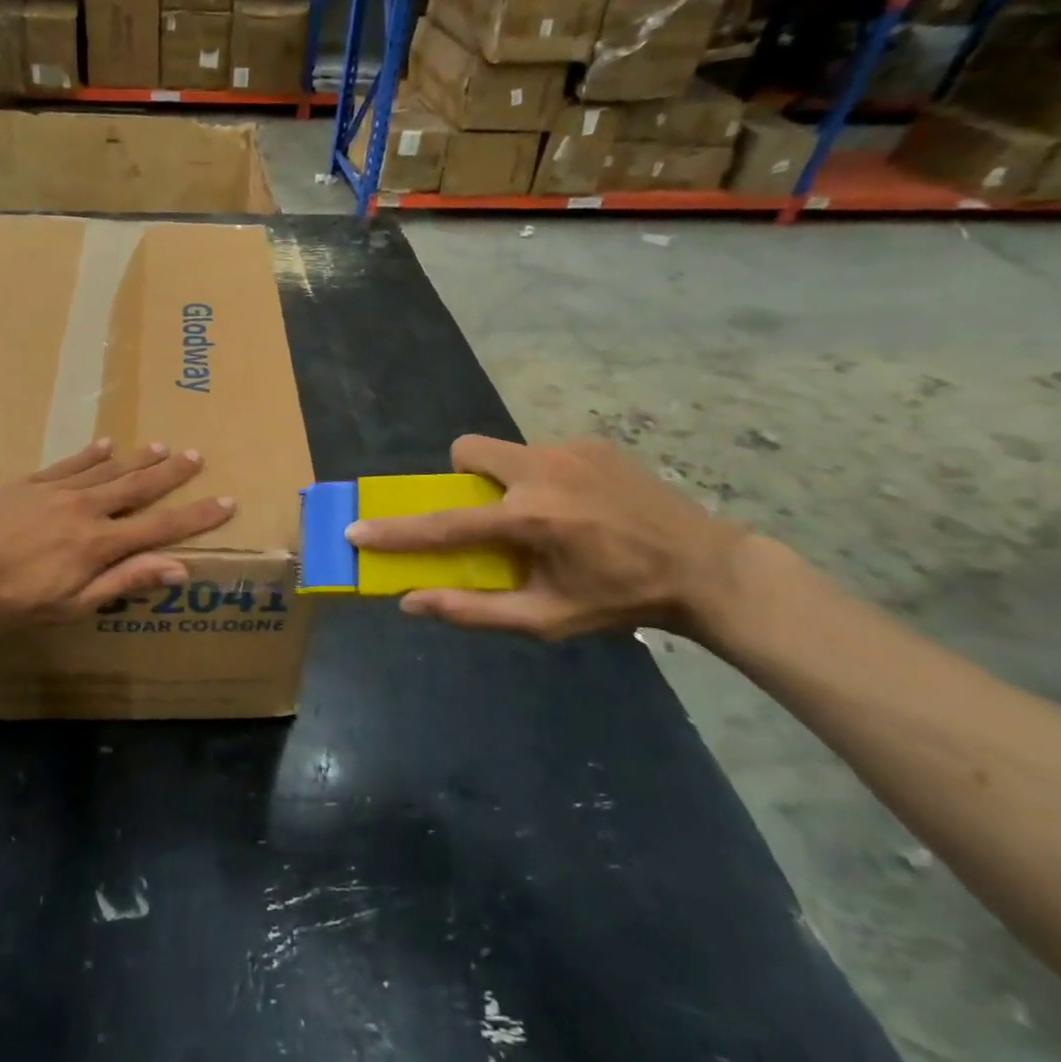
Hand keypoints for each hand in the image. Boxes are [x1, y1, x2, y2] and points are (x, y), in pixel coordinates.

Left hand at [0, 439, 234, 625]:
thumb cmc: (11, 599)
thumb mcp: (71, 604)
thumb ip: (124, 583)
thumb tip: (177, 567)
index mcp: (99, 544)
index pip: (160, 528)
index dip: (196, 516)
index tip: (226, 501)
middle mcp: (86, 510)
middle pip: (137, 487)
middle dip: (170, 474)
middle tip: (196, 456)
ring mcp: (56, 492)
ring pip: (106, 470)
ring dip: (137, 459)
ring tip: (162, 446)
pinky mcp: (29, 484)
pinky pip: (68, 464)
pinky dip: (90, 454)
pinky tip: (105, 444)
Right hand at [346, 436, 747, 640]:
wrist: (704, 566)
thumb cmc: (619, 600)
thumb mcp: (547, 619)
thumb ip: (474, 610)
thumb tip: (411, 600)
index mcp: (531, 520)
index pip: (445, 524)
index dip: (396, 531)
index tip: (355, 529)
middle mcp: (543, 472)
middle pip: (467, 450)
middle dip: (460, 478)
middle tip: (486, 514)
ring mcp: (570, 449)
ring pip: (505, 451)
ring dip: (505, 480)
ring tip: (544, 516)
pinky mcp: (593, 442)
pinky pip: (542, 453)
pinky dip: (542, 477)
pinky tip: (580, 506)